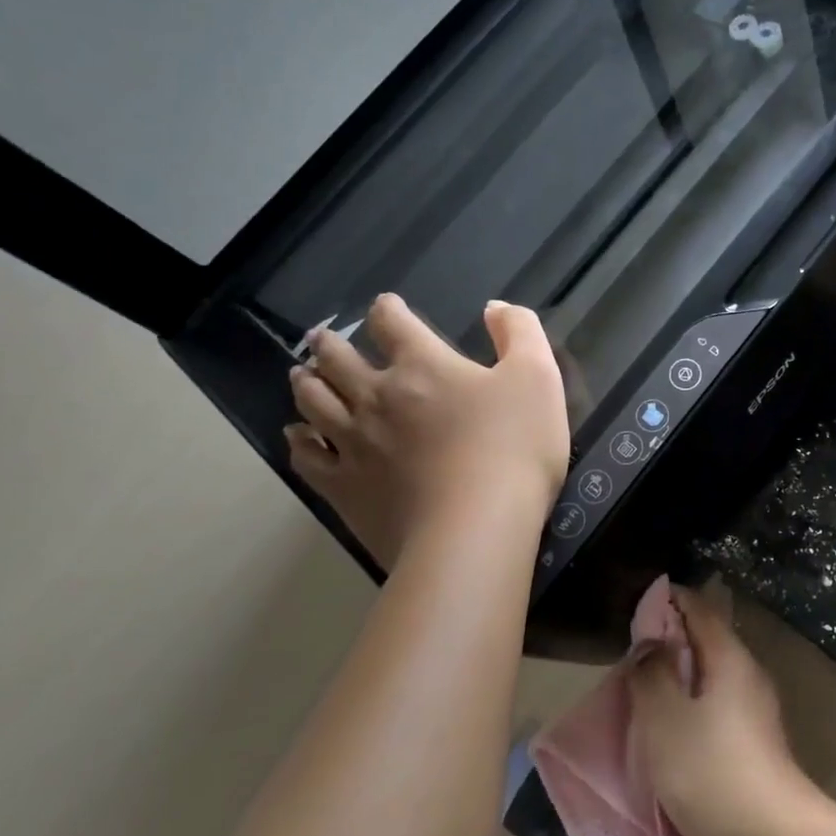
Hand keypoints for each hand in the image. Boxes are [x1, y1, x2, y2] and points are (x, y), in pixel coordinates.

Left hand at [285, 295, 567, 567]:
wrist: (476, 528)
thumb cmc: (514, 448)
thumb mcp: (538, 378)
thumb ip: (519, 332)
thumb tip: (493, 307)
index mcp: (423, 365)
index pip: (392, 323)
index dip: (388, 310)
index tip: (386, 307)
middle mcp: (376, 396)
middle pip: (338, 359)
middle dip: (329, 344)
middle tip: (321, 338)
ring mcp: (353, 443)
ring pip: (313, 402)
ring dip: (306, 383)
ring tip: (303, 376)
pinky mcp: (344, 488)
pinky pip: (307, 457)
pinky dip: (298, 441)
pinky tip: (297, 436)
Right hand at [630, 584, 830, 835]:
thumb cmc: (711, 771)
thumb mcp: (665, 717)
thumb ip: (652, 673)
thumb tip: (651, 642)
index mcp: (731, 659)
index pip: (701, 609)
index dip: (669, 601)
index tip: (637, 608)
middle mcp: (748, 679)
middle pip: (705, 644)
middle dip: (668, 643)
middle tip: (629, 658)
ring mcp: (754, 717)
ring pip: (709, 683)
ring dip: (676, 683)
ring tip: (639, 697)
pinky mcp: (751, 752)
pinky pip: (712, 716)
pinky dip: (687, 714)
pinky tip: (664, 737)